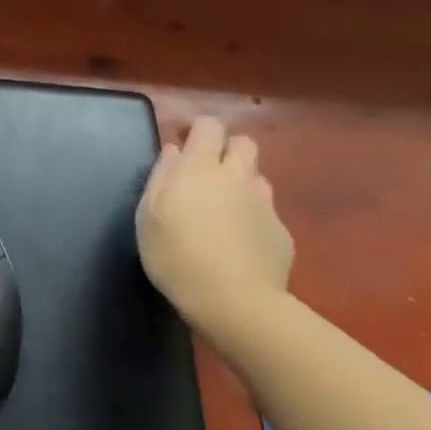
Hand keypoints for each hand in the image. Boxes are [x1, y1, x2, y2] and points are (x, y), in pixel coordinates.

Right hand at [136, 116, 292, 331]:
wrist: (235, 303)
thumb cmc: (176, 255)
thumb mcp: (148, 215)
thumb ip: (161, 176)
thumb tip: (173, 151)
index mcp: (201, 168)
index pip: (209, 126)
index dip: (197, 128)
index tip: (182, 143)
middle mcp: (237, 177)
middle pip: (243, 143)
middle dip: (226, 148)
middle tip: (205, 172)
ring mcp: (265, 205)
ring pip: (257, 178)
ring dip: (240, 183)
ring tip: (222, 209)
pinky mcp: (282, 233)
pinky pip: (266, 212)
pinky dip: (252, 217)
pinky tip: (238, 243)